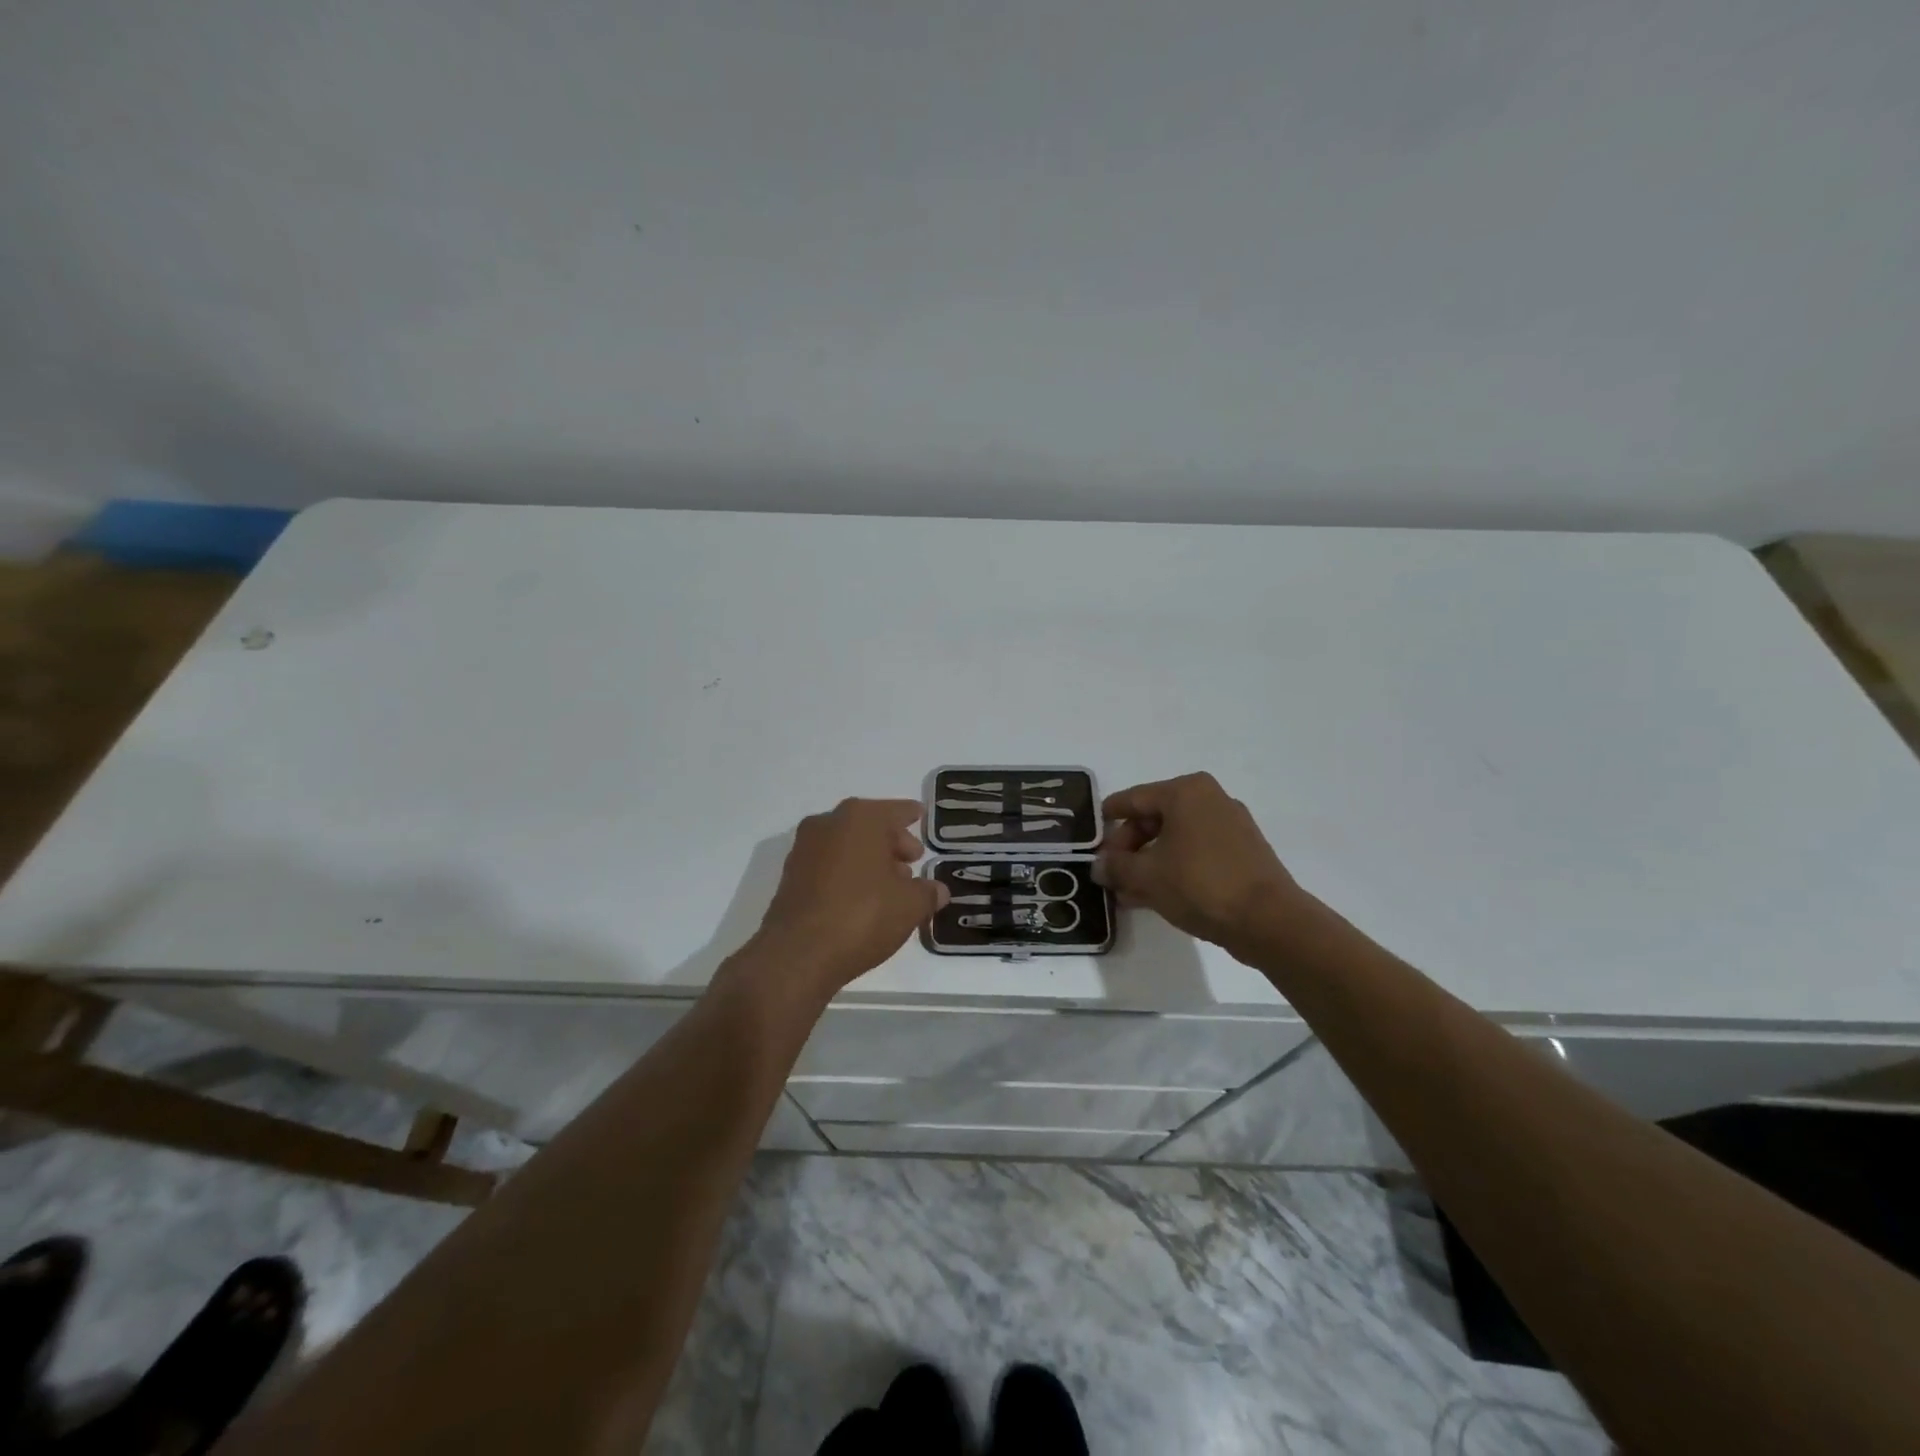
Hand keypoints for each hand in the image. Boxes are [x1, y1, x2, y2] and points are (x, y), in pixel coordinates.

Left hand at [742, 799, 948, 1004]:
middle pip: (869, 825)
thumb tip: (938, 890)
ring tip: (890, 885)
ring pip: (847, 845)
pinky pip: (829, 865)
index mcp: (861, 818)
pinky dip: (847, 873)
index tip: (920, 816)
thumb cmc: (862, 915)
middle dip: (892, 842)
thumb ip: (928, 892)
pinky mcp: (791, 876)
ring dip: (869, 859)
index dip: (911, 815)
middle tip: (912, 860)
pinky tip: (862, 898)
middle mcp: (828, 823)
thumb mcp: (910, 905)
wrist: (798, 954)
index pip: (895, 811)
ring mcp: (805, 849)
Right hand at [1094, 773, 1306, 953]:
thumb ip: (1116, 867)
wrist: (1268, 920)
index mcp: (1185, 792)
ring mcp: (1230, 825)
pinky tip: (1155, 895)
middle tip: (1111, 873)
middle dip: (1129, 848)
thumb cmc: (1200, 884)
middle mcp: (1210, 799)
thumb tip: (1099, 866)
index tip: (1091, 838)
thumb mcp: (1146, 876)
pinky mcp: (1243, 852)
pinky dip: (1174, 868)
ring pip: (1175, 839)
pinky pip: (1196, 853)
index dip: (1108, 820)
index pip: (1133, 799)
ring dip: (1148, 863)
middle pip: (1154, 819)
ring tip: (1127, 892)